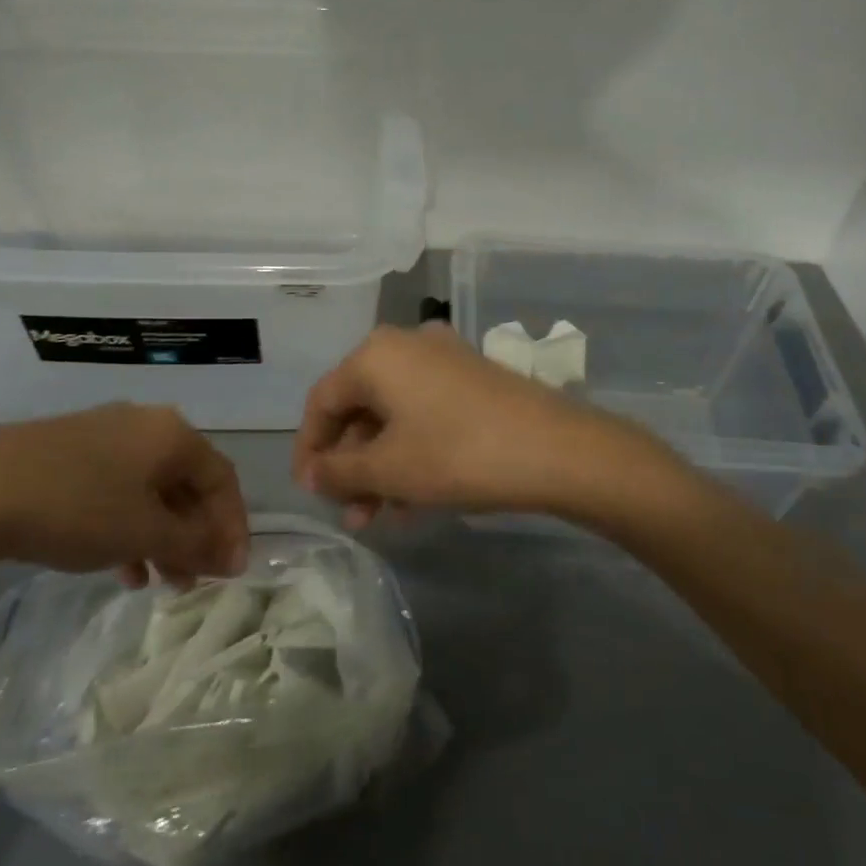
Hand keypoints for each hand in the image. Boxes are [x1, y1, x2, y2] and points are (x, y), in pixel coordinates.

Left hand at [0, 405, 249, 586]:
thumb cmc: (77, 508)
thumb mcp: (145, 532)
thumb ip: (195, 544)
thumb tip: (230, 556)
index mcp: (172, 434)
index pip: (222, 480)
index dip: (233, 528)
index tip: (231, 573)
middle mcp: (144, 425)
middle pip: (187, 484)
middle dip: (195, 536)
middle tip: (194, 581)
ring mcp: (103, 436)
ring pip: (151, 491)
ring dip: (162, 537)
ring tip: (158, 582)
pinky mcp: (69, 453)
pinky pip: (117, 491)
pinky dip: (128, 527)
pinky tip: (119, 566)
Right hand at [293, 323, 680, 525]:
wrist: (557, 450)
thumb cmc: (457, 454)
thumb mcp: (388, 469)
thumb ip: (338, 471)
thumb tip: (312, 473)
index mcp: (376, 355)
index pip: (322, 402)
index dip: (309, 450)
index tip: (308, 492)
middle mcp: (406, 346)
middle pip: (360, 410)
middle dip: (350, 467)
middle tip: (349, 513)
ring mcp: (444, 361)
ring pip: (394, 418)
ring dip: (380, 468)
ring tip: (378, 518)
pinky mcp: (473, 381)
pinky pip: (425, 417)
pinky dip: (412, 455)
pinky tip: (412, 503)